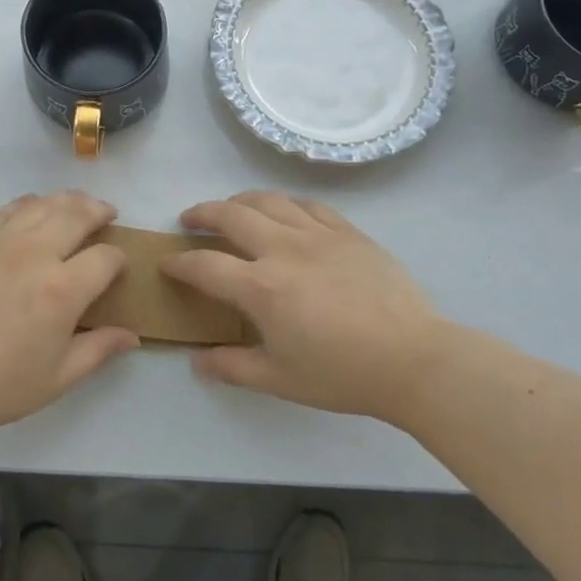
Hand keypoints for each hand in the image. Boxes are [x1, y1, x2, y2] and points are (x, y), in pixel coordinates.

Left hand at [0, 192, 136, 443]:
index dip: (118, 261)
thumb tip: (132, 335)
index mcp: (61, 290)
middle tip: (108, 215)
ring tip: (78, 205)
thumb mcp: (56, 379)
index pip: (105, 258)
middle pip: (77, 214)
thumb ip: (98, 350)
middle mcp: (34, 254)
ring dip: (68, 200)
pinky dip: (30, 203)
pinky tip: (35, 208)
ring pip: (44, 204)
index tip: (116, 269)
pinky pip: (8, 209)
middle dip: (99, 211)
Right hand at [160, 192, 449, 423]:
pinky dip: (285, 203)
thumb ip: (233, 367)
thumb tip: (197, 362)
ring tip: (232, 209)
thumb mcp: (280, 380)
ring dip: (240, 200)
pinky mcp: (347, 231)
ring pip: (268, 200)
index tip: (167, 264)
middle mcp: (283, 249)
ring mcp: (317, 234)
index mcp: (261, 287)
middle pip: (230, 215)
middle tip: (190, 220)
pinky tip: (284, 212)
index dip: (179, 264)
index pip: (205, 265)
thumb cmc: (342, 374)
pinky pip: (308, 204)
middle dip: (202, 213)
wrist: (413, 358)